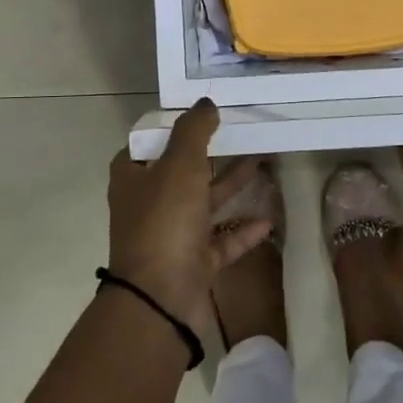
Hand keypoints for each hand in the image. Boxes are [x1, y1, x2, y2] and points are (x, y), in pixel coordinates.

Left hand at [108, 100, 273, 339]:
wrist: (160, 299)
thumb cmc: (164, 221)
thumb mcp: (179, 165)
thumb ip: (194, 131)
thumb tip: (206, 103)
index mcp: (133, 176)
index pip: (152, 141)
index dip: (178, 125)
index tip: (209, 112)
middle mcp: (148, 203)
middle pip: (183, 170)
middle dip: (213, 153)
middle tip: (243, 132)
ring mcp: (171, 235)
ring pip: (205, 203)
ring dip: (232, 185)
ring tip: (263, 163)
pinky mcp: (192, 262)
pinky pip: (221, 241)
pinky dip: (242, 230)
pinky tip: (269, 219)